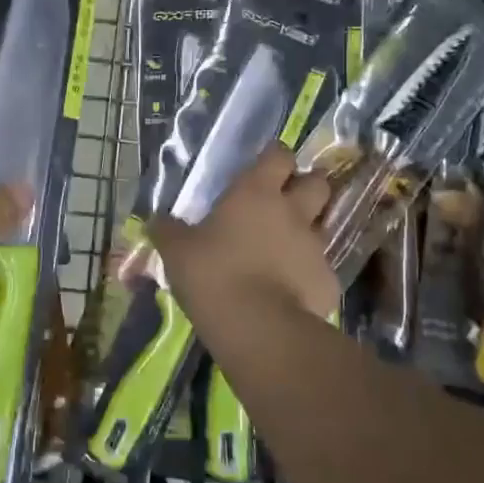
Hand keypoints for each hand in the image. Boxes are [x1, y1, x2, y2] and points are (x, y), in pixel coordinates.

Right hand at [152, 144, 338, 323]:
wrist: (257, 327)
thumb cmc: (212, 274)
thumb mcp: (176, 251)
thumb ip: (167, 230)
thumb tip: (155, 220)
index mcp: (256, 192)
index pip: (278, 155)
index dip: (274, 158)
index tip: (264, 168)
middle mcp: (293, 211)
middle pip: (317, 181)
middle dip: (307, 186)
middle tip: (286, 200)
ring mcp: (316, 246)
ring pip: (324, 224)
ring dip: (311, 228)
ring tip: (290, 244)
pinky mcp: (328, 281)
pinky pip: (323, 268)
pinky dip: (310, 272)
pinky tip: (293, 288)